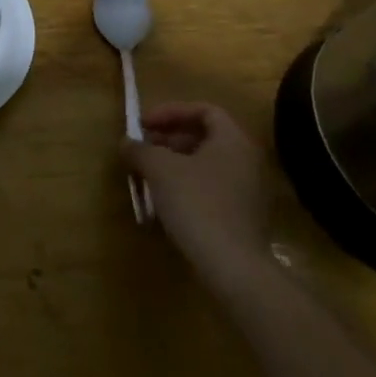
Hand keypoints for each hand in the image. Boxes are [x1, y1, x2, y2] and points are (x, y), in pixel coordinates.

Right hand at [122, 102, 272, 290]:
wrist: (232, 265)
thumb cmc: (196, 203)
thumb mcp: (159, 169)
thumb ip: (140, 149)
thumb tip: (127, 143)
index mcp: (232, 140)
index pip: (204, 110)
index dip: (171, 112)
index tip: (144, 125)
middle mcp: (246, 160)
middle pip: (205, 136)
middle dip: (170, 138)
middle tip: (143, 148)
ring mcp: (248, 190)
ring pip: (207, 164)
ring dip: (175, 163)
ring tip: (148, 174)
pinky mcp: (243, 216)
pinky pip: (212, 187)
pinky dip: (187, 185)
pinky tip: (165, 200)